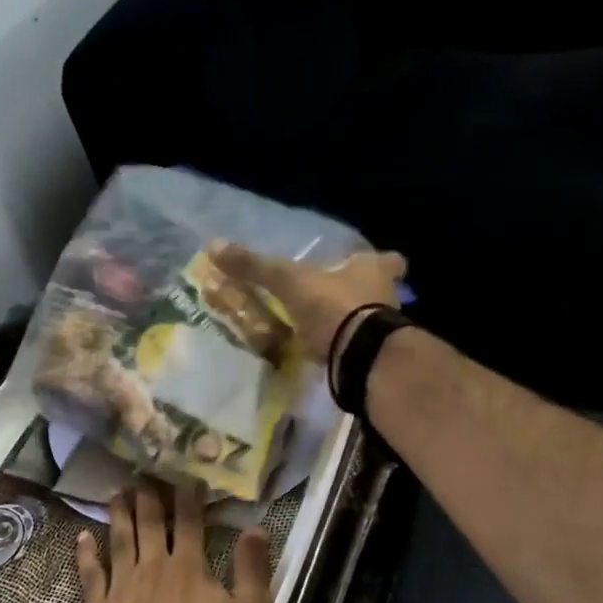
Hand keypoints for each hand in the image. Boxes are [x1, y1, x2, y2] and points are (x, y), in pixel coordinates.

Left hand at [76, 483, 271, 602]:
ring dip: (118, 514)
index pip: (189, 521)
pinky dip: (86, 554)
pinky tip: (82, 536)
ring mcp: (123, 585)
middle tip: (142, 473)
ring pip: (119, 539)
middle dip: (148, 496)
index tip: (185, 475)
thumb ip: (252, 569)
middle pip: (149, 523)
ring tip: (116, 492)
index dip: (188, 496)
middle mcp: (153, 566)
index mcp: (189, 566)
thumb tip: (256, 528)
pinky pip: (91, 574)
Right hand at [208, 241, 406, 364]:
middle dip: (362, 294)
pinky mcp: (376, 359)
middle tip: (340, 298)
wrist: (361, 358)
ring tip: (328, 328)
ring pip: (372, 321)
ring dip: (354, 323)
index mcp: (374, 269)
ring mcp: (385, 331)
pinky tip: (327, 355)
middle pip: (381, 290)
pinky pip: (359, 349)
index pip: (388, 259)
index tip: (366, 265)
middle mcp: (387, 296)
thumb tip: (214, 244)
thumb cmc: (333, 307)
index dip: (380, 261)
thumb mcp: (289, 282)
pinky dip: (345, 351)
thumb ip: (256, 267)